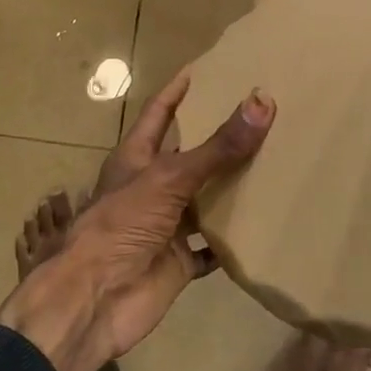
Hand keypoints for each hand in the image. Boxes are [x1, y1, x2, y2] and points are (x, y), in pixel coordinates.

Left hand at [0, 74, 273, 370]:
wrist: (94, 301)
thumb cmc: (121, 225)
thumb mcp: (169, 177)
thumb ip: (218, 146)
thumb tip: (263, 101)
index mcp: (137, 158)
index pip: (160, 113)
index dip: (178, 91)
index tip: (206, 70)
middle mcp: (152, 187)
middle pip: (190, 155)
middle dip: (219, 138)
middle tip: (261, 115)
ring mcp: (167, 225)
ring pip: (206, 200)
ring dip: (233, 188)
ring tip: (276, 162)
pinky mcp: (181, 260)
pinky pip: (214, 246)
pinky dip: (235, 240)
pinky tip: (268, 224)